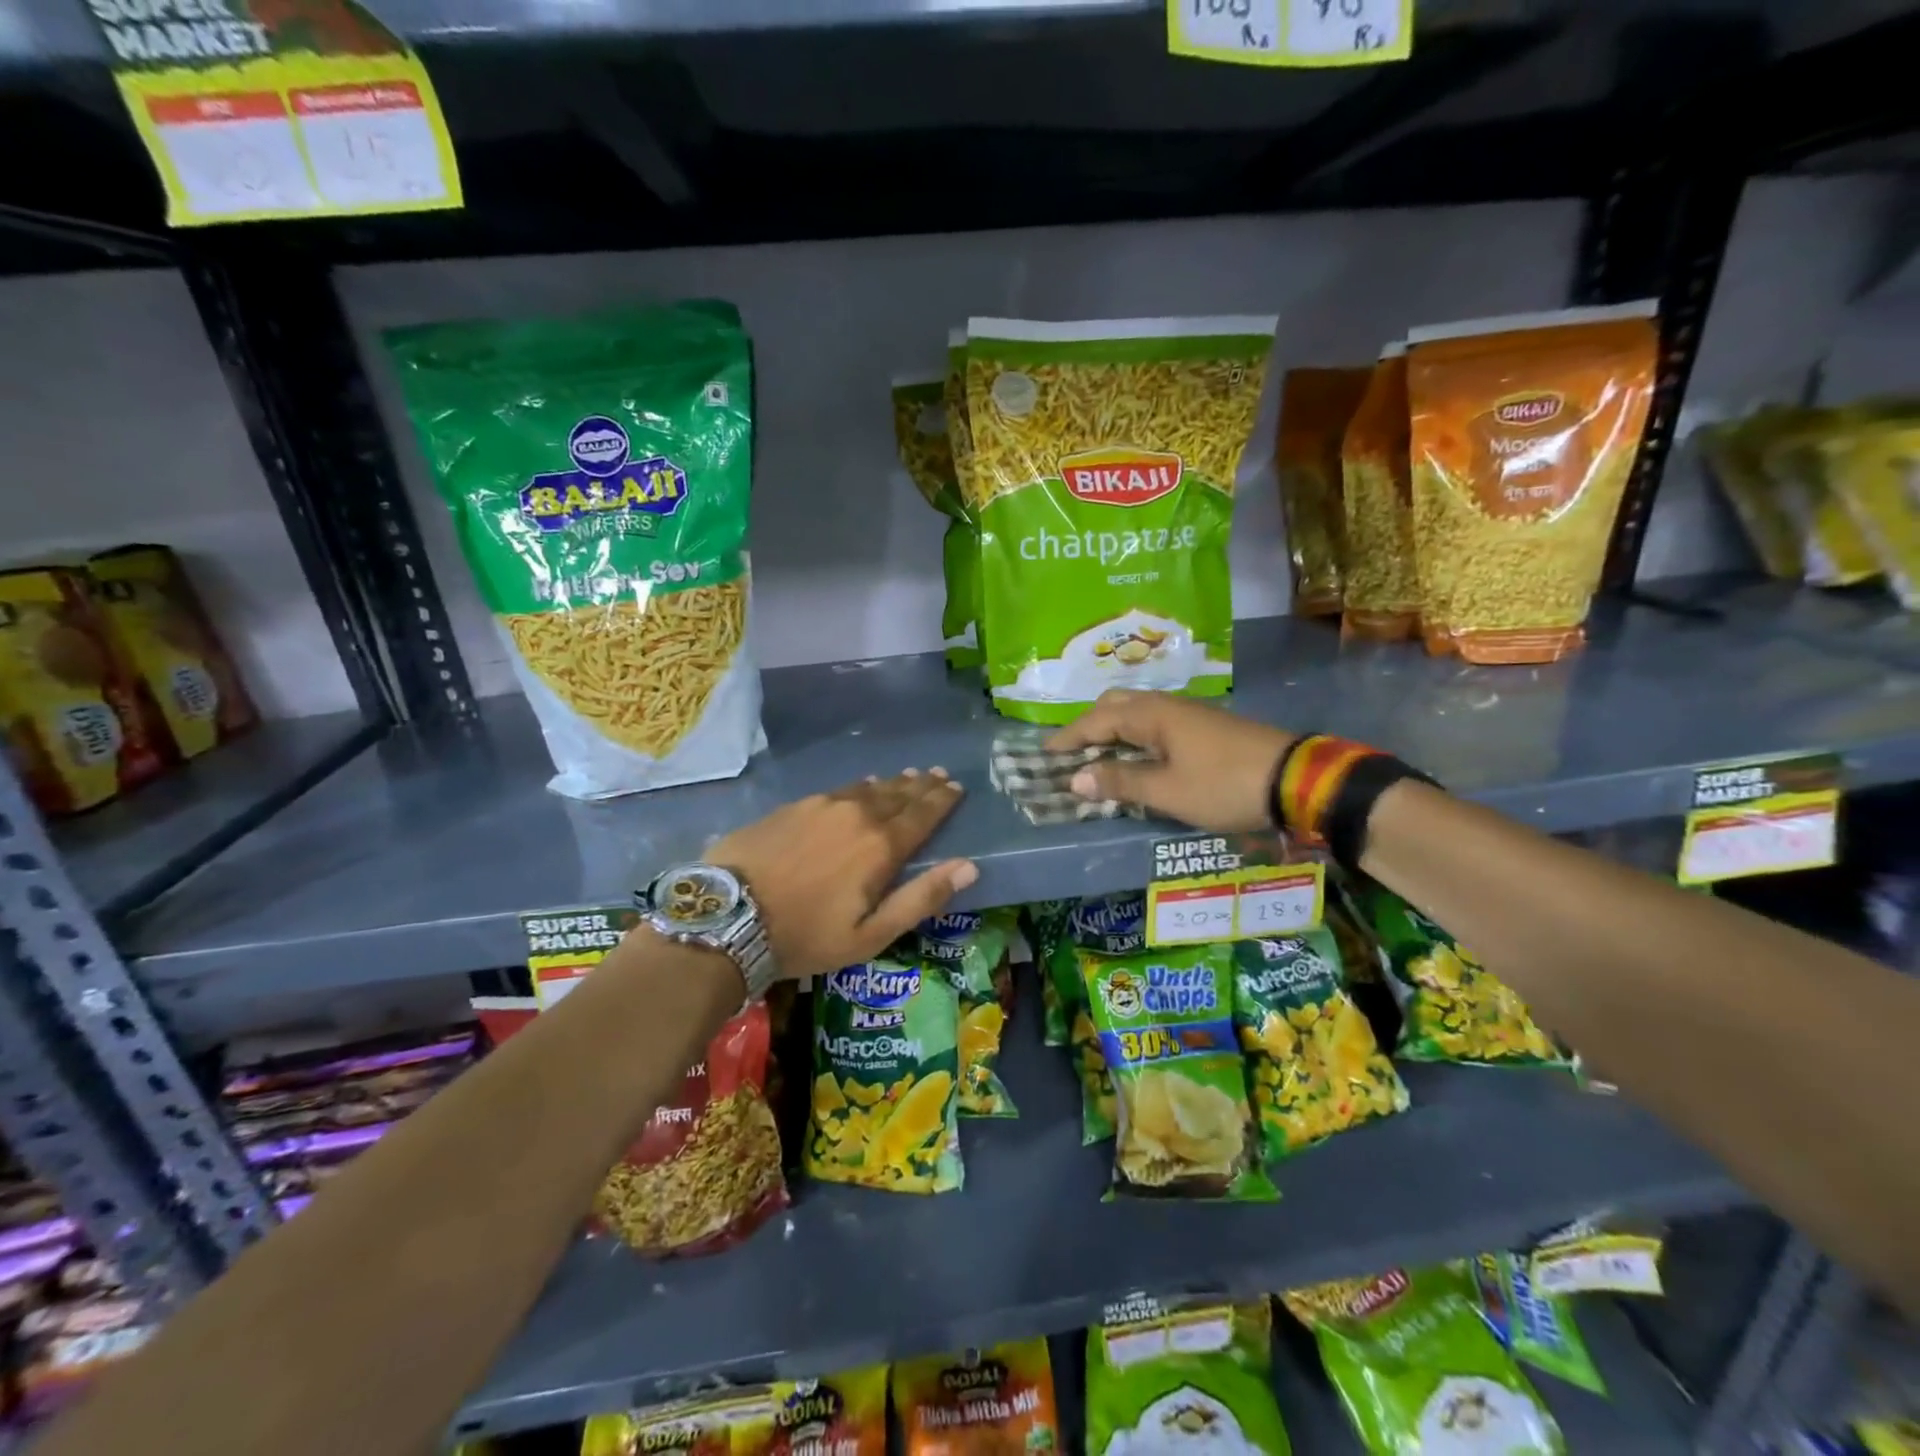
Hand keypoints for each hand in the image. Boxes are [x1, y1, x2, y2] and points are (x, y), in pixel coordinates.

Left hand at [708, 769, 975, 979]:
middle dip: (922, 786)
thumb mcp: (870, 934)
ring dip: (893, 783)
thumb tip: (968, 867)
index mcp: (881, 846)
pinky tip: (862, 785)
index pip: (922, 814)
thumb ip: (921, 899)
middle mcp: (857, 814)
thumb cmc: (805, 935)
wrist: (728, 915)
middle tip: (940, 775)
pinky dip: (860, 787)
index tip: (957, 788)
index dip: (942, 801)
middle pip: (899, 795)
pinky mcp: (794, 806)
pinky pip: (840, 789)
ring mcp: (822, 805)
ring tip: (909, 775)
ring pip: (869, 788)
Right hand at [1048, 691, 1294, 831]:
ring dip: (1111, 728)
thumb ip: (1120, 782)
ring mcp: (1188, 713)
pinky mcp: (1205, 726)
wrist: (1295, 779)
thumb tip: (1076, 779)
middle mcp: (1166, 705)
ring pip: (1136, 711)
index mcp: (1151, 715)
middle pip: (1115, 704)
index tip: (1045, 753)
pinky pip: (1154, 721)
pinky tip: (1137, 754)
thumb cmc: (1224, 785)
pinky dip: (1133, 734)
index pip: (1096, 721)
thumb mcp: (1168, 791)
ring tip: (1097, 752)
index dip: (1069, 738)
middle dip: (1089, 724)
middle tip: (1070, 750)